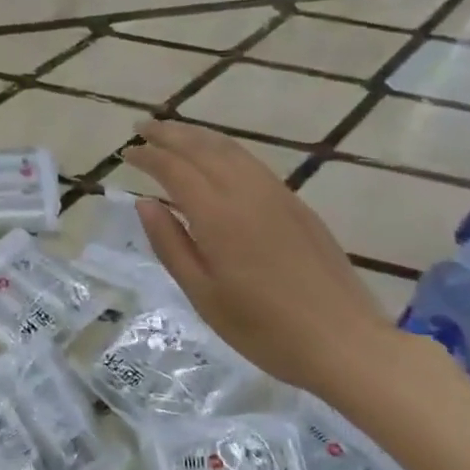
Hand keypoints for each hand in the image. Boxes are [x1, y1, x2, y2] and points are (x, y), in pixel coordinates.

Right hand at [124, 120, 395, 396]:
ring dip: (199, 137)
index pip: (175, 169)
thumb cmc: (262, 328)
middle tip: (143, 126)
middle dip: (171, 134)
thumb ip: (170, 243)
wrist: (344, 343)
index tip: (126, 152)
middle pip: (205, 149)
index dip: (148, 156)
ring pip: (233, 151)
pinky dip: (226, 151)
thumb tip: (145, 203)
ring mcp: (279, 197)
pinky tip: (218, 160)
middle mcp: (249, 194)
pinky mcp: (298, 207)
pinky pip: (253, 164)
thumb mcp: (202, 293)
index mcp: (219, 216)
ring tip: (175, 133)